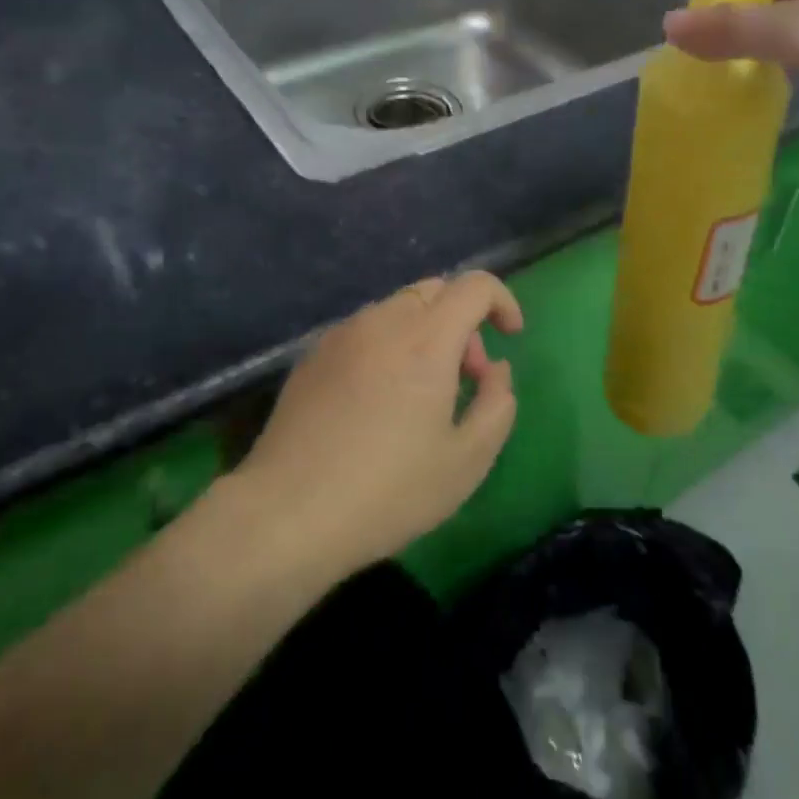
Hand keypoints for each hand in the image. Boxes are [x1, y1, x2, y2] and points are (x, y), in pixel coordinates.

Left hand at [232, 272, 523, 576]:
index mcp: (426, 338)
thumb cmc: (388, 491)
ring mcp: (342, 334)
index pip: (474, 285)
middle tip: (465, 377)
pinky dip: (388, 345)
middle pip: (435, 291)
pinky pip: (365, 330)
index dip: (502, 301)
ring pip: (397, 309)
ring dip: (424, 333)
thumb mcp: (466, 461)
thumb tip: (496, 369)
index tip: (510, 336)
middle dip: (463, 322)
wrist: (287, 513)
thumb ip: (497, 404)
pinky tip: (378, 401)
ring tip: (421, 394)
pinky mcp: (313, 354)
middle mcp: (382, 321)